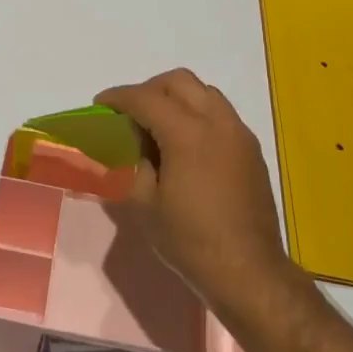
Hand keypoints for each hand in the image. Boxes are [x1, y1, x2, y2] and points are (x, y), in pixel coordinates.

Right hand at [96, 69, 294, 312]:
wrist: (248, 270)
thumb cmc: (190, 241)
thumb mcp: (146, 204)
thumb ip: (137, 165)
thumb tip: (139, 148)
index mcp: (187, 133)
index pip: (146, 98)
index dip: (119, 97)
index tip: (101, 104)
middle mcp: (217, 122)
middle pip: (179, 81)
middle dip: (149, 89)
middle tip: (130, 112)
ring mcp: (239, 133)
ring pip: (204, 92)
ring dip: (177, 98)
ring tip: (159, 125)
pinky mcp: (251, 149)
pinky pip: (221, 113)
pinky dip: (198, 114)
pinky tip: (187, 144)